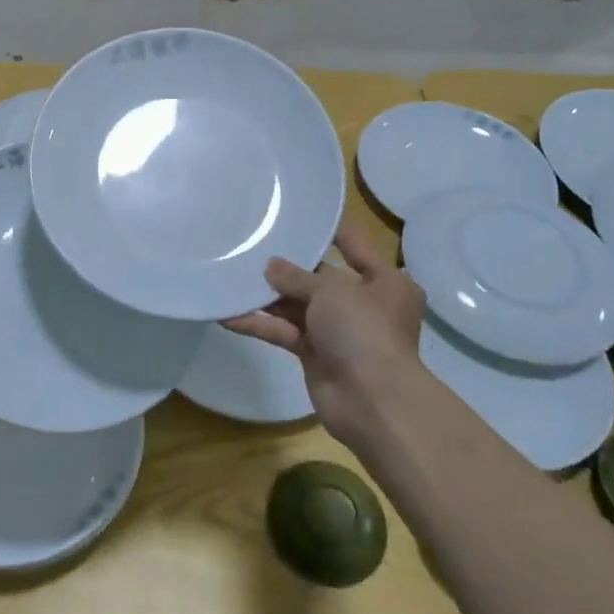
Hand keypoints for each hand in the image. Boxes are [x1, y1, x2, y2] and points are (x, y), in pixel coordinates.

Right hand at [224, 217, 427, 452]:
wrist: (372, 400)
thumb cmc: (363, 329)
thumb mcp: (331, 290)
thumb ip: (297, 276)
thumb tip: (271, 267)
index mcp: (385, 281)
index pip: (354, 244)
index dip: (329, 229)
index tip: (300, 212)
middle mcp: (364, 303)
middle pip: (321, 278)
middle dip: (288, 267)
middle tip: (253, 245)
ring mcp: (339, 331)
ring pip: (298, 306)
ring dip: (269, 296)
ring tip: (233, 276)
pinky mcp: (316, 355)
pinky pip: (285, 333)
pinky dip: (261, 325)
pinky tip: (228, 315)